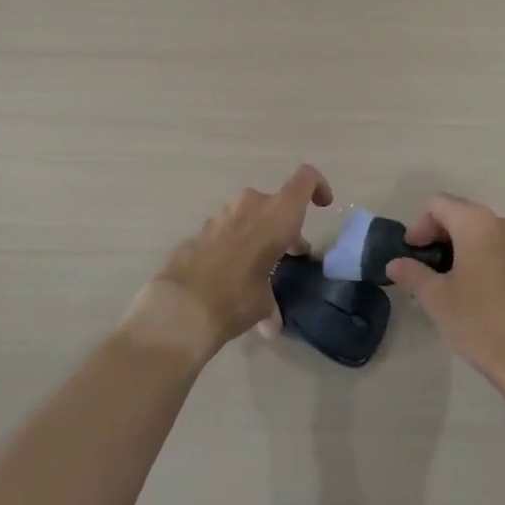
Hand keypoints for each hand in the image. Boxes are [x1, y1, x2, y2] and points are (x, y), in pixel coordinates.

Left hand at [133, 164, 333, 361]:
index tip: (323, 206)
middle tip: (290, 254)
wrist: (181, 305)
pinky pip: (227, 229)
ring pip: (250, 214)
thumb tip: (271, 325)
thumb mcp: (264, 304)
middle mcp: (251, 205)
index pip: (306, 178)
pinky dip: (235, 244)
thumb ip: (271, 304)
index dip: (318, 186)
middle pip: (276, 203)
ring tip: (259, 267)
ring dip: (259, 234)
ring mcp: (221, 214)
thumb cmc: (237, 297)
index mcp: (277, 215)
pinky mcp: (200, 229)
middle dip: (285, 225)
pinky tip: (230, 274)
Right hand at [387, 194, 504, 391]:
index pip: (437, 205)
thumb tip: (394, 264)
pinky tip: (467, 289)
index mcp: (476, 223)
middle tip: (421, 267)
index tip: (410, 254)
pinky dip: (475, 257)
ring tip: (441, 280)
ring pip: (477, 232)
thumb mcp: (436, 298)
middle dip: (436, 236)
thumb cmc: (479, 321)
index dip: (418, 226)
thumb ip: (412, 274)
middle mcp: (500, 223)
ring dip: (455, 247)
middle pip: (458, 213)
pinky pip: (493, 247)